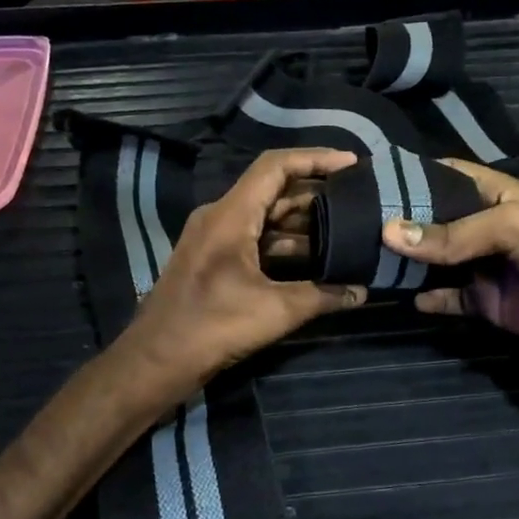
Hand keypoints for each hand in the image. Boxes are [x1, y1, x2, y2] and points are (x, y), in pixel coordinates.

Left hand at [116, 149, 367, 407]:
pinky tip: (316, 262)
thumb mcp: (274, 310)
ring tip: (347, 231)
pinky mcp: (214, 262)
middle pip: (274, 191)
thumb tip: (362, 292)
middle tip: (357, 201)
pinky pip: (256, 241)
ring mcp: (215, 240)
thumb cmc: (212, 326)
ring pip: (266, 219)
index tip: (351, 164)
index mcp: (230, 215)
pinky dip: (286, 246)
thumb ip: (321, 296)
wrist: (155, 360)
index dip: (315, 158)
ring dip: (303, 225)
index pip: (275, 167)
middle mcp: (220, 218)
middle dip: (316, 194)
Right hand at [380, 160, 518, 400]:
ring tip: (368, 257)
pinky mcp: (486, 302)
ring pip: (438, 260)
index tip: (372, 177)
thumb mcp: (511, 228)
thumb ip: (452, 233)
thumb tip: (389, 233)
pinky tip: (404, 297)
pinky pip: (449, 297)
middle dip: (403, 221)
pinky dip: (428, 297)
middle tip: (357, 222)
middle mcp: (489, 227)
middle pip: (438, 219)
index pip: (450, 175)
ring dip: (410, 261)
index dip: (414, 174)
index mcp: (501, 195)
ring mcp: (487, 266)